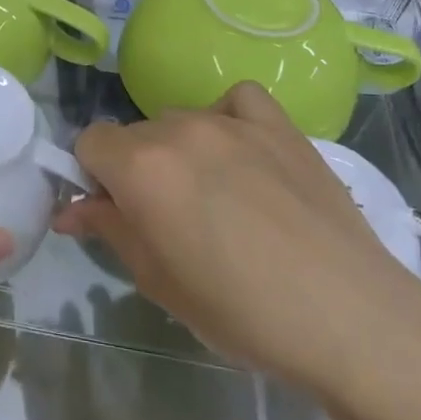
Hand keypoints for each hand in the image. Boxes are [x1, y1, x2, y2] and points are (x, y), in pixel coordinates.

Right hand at [57, 83, 420, 404]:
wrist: (350, 318)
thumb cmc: (240, 313)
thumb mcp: (157, 280)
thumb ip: (108, 229)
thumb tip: (70, 209)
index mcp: (141, 168)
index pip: (89, 142)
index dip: (93, 177)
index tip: (115, 212)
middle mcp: (179, 130)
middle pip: (134, 134)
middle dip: (135, 170)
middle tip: (166, 219)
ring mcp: (233, 122)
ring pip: (180, 121)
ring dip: (179, 151)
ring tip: (216, 196)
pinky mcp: (280, 125)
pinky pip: (235, 101)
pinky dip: (228, 119)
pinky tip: (243, 154)